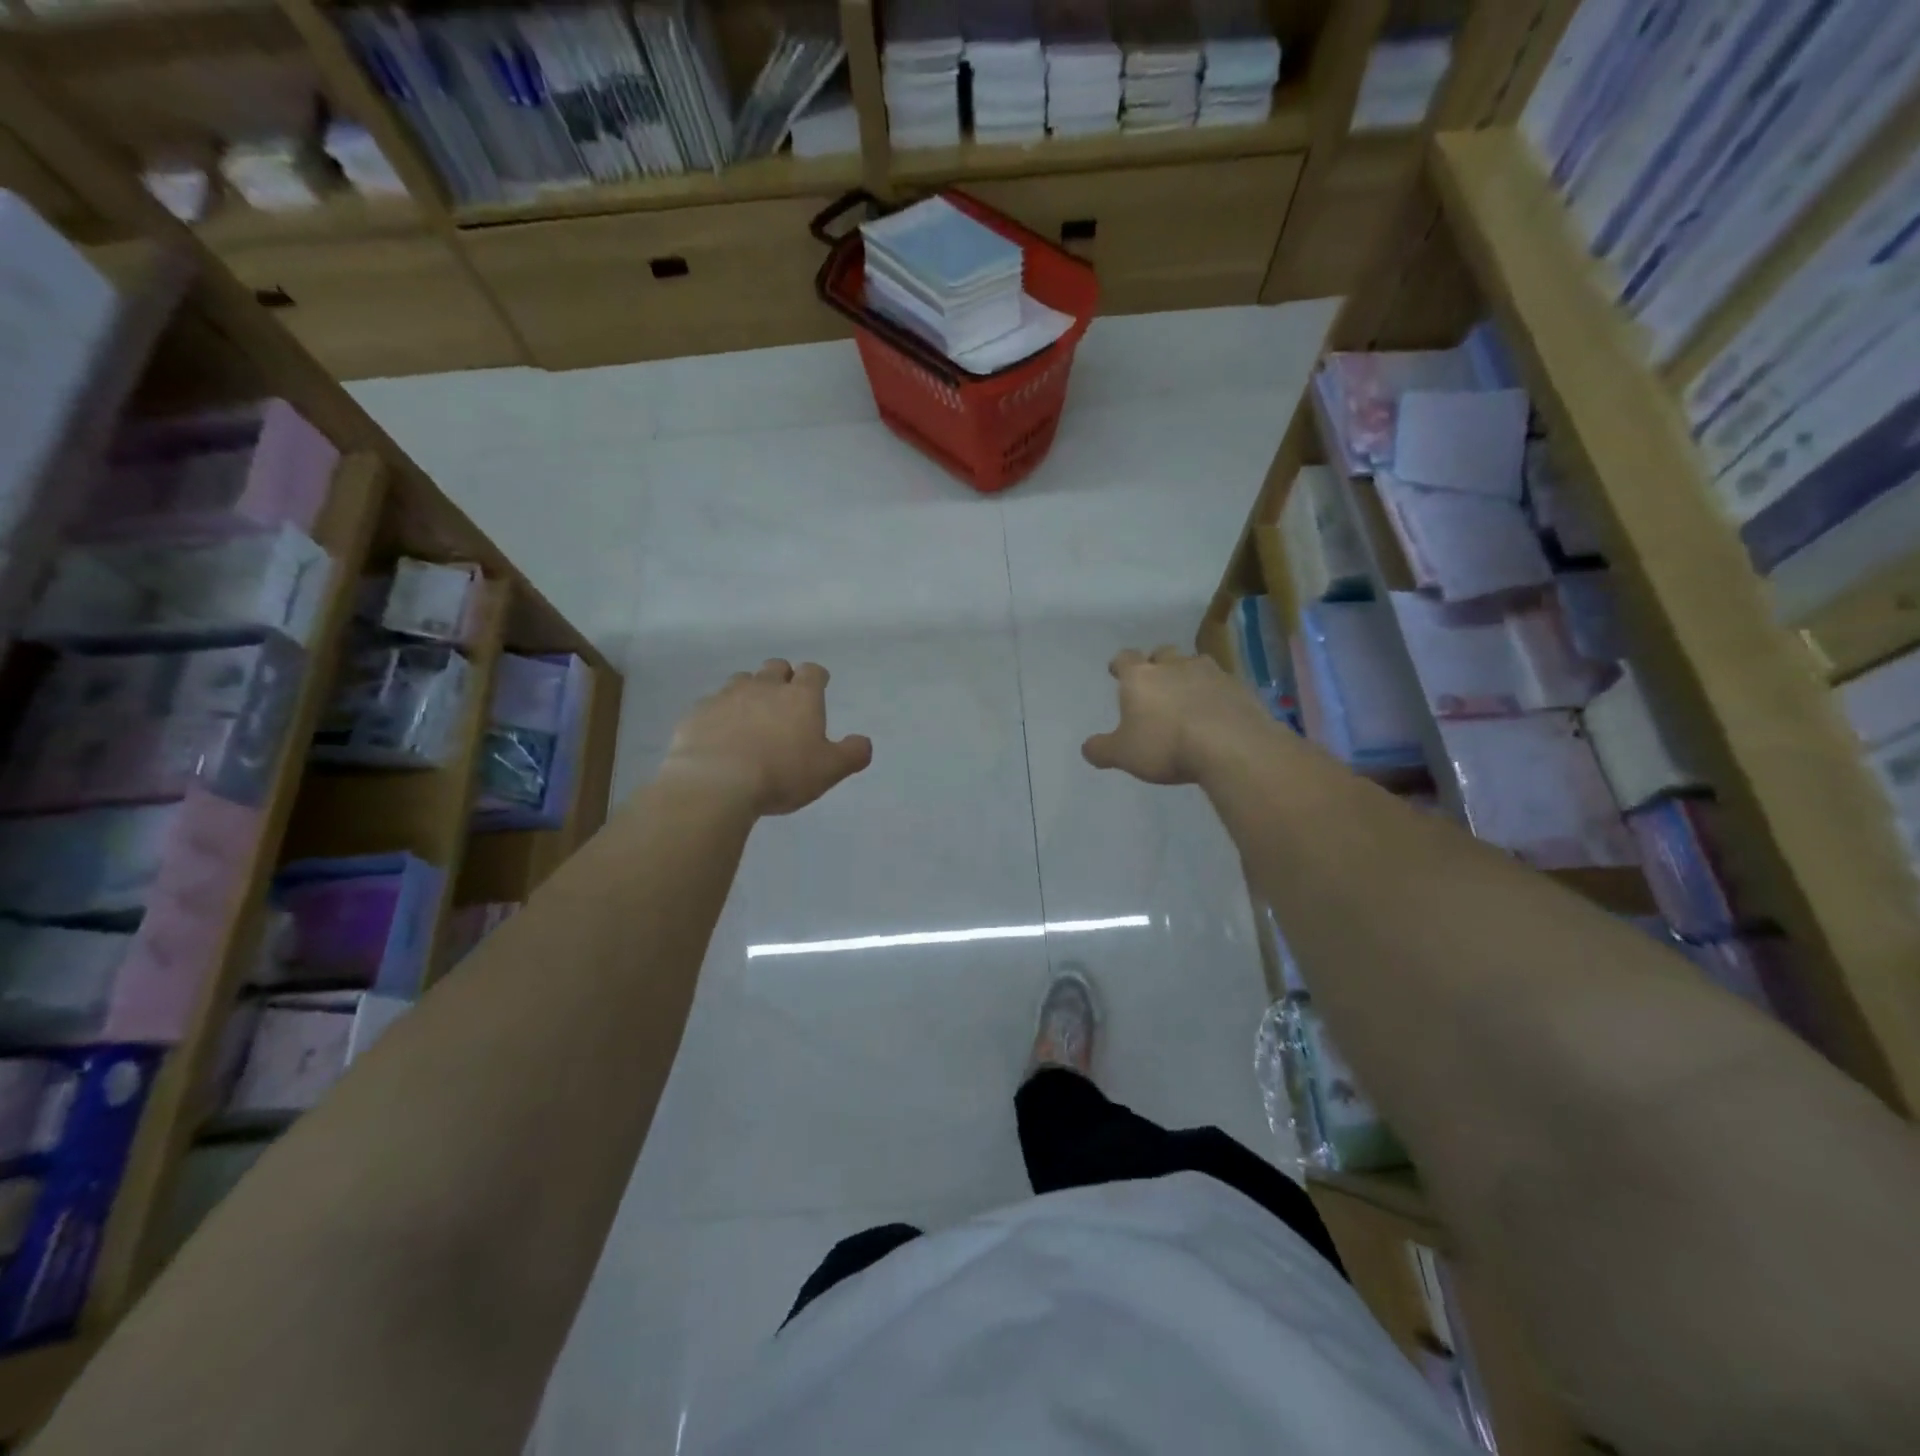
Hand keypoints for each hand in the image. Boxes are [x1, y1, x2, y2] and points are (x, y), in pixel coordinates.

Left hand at [662, 660, 872, 815]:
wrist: (716, 782)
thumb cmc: (782, 774)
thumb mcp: (828, 770)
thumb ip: (851, 754)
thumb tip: (863, 742)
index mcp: (800, 697)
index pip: (813, 672)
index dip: (817, 678)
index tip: (818, 686)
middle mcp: (765, 687)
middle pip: (776, 667)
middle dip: (782, 677)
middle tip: (784, 701)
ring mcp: (727, 696)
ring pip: (742, 680)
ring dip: (750, 692)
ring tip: (751, 717)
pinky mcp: (697, 712)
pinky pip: (712, 704)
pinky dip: (720, 713)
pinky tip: (720, 735)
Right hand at [1082, 645, 1272, 785]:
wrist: (1230, 745)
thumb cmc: (1166, 745)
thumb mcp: (1124, 755)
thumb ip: (1102, 749)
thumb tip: (1087, 748)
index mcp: (1140, 677)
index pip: (1125, 658)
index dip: (1120, 664)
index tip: (1117, 671)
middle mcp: (1174, 666)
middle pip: (1162, 654)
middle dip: (1157, 664)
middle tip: (1155, 682)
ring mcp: (1210, 673)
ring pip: (1194, 664)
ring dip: (1188, 676)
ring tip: (1188, 696)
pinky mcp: (1239, 687)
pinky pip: (1221, 684)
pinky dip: (1215, 693)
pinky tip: (1215, 712)